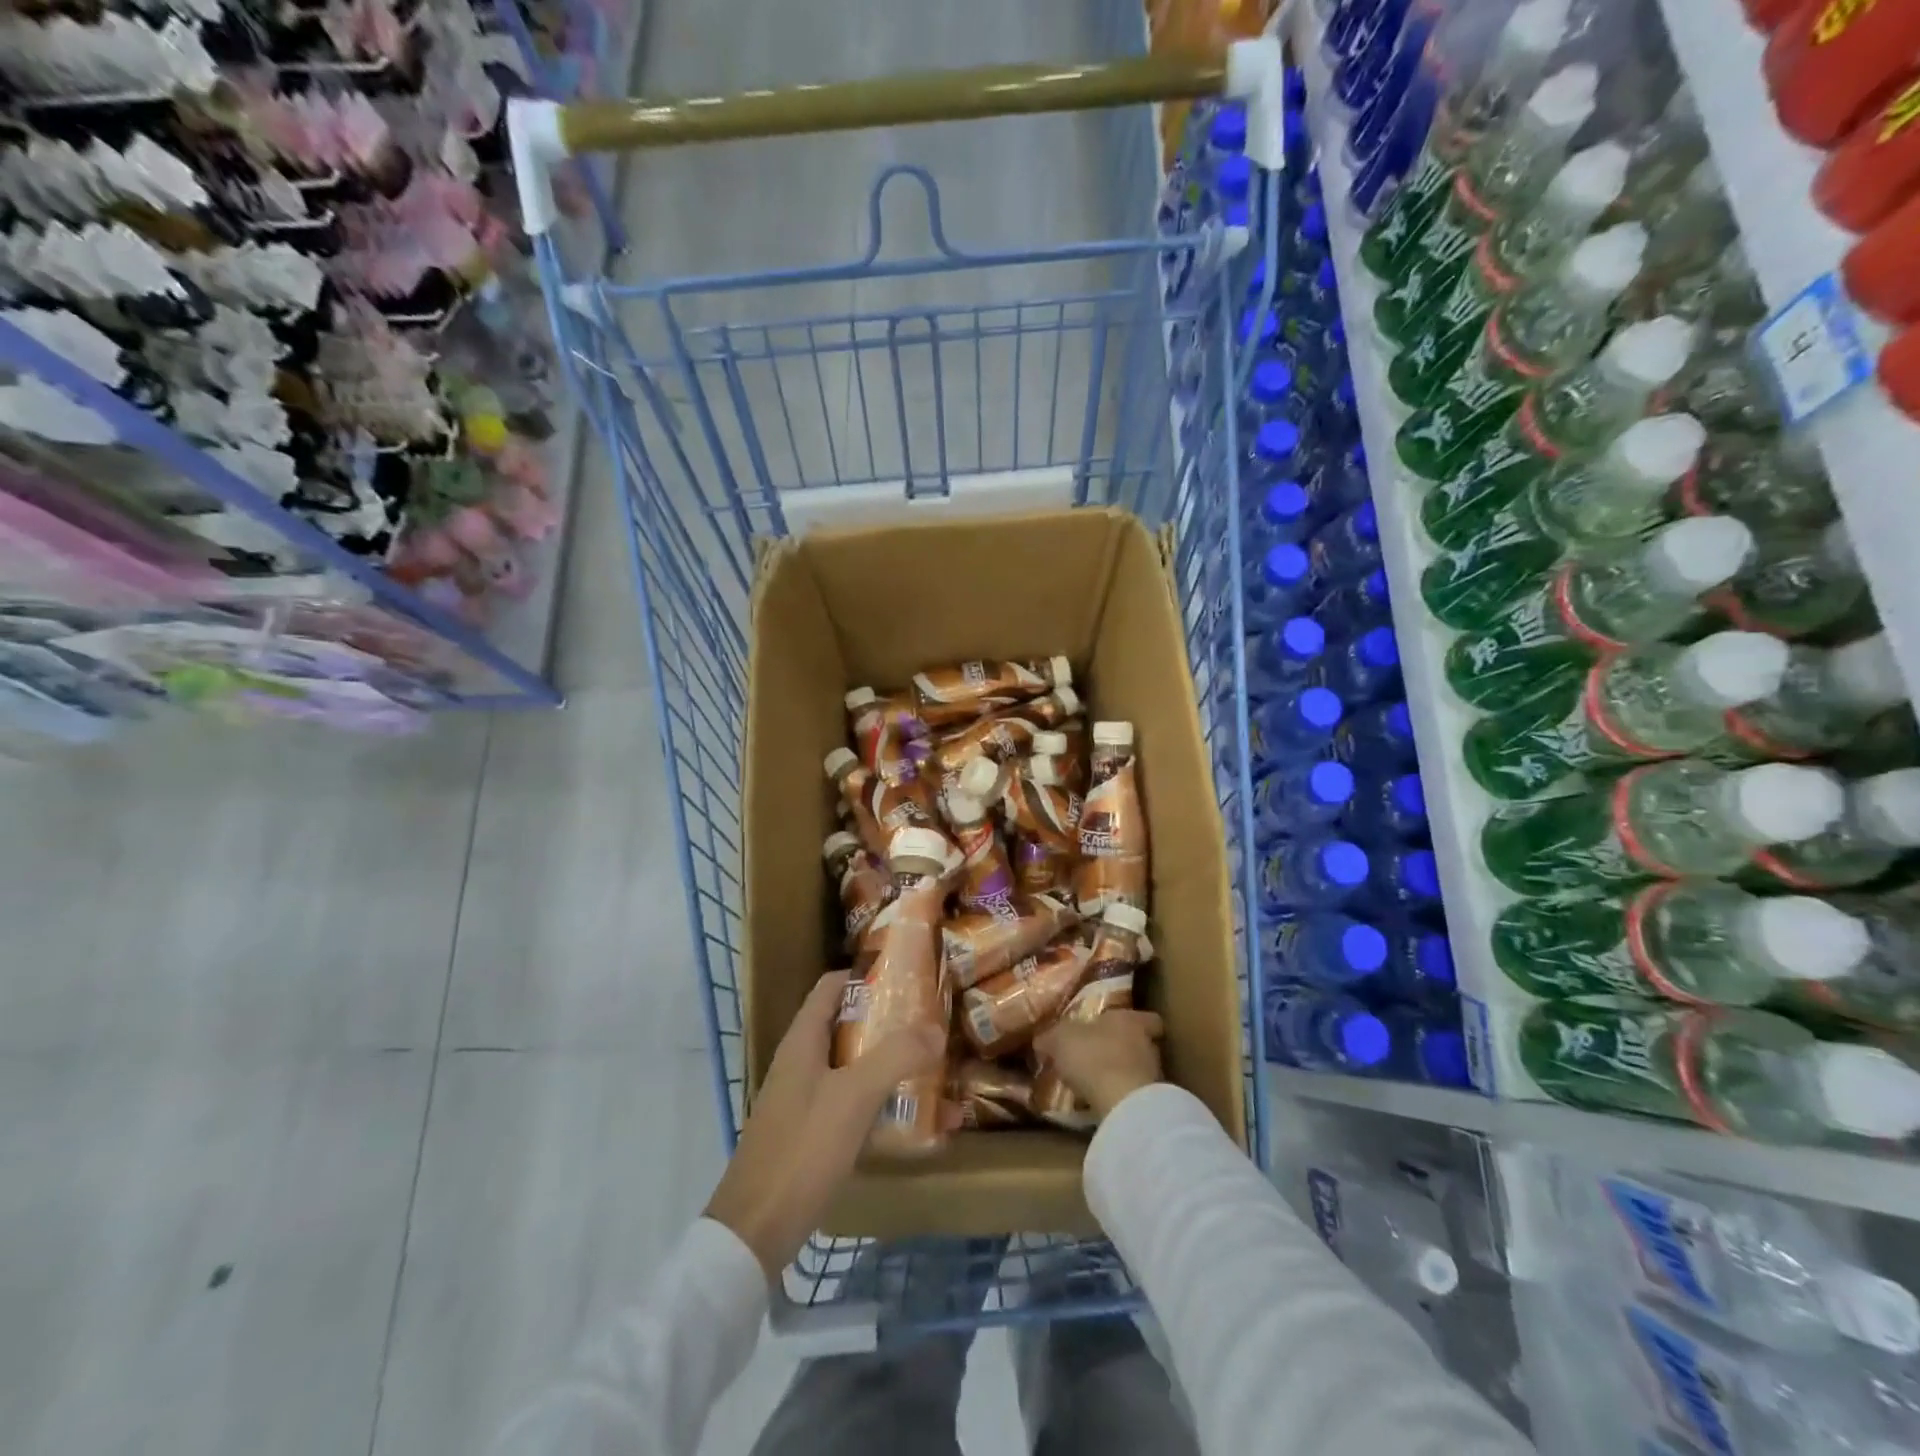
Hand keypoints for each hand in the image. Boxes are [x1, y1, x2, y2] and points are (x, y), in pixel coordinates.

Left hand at [704, 971, 943, 1279]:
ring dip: (892, 1067)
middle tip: (933, 1025)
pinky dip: (884, 1106)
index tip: (908, 978)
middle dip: (891, 1024)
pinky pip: (855, 1107)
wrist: (756, 1232)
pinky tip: (919, 1123)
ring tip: (936, 1070)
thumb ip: (896, 1056)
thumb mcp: (854, 1096)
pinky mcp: (813, 1137)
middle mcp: (802, 1064)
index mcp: (803, 1041)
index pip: (833, 987)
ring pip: (855, 1069)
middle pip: (849, 1027)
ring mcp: (805, 1101)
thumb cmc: (802, 1149)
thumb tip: (936, 1027)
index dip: (867, 976)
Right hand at [1033, 1009, 1164, 1121]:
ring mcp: (1152, 1075)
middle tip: (1097, 1056)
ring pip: (1137, 1070)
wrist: (1122, 1104)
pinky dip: (1118, 1097)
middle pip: (1140, 1043)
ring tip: (1094, 1083)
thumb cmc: (1093, 1056)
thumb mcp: (1060, 1040)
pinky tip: (1099, 1102)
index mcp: (1130, 1020)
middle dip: (1120, 1049)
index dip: (1136, 1022)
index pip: (1147, 1018)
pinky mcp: (1149, 1104)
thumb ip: (1051, 1037)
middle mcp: (1147, 1044)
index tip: (1118, 1028)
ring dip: (1119, 1074)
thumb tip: (1041, 1041)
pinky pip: (1132, 1095)